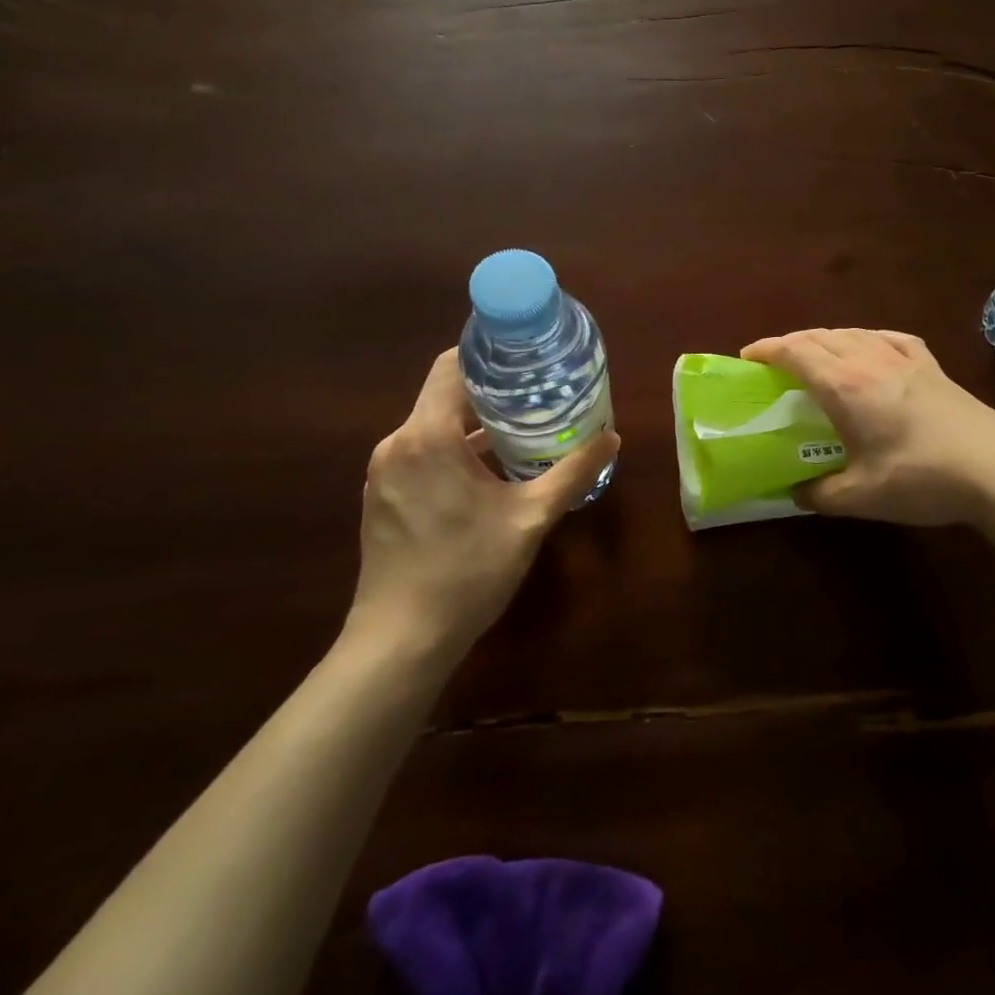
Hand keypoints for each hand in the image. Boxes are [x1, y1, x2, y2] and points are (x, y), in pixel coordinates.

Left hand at [351, 348, 619, 664]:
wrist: (400, 641)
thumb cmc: (467, 572)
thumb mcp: (530, 519)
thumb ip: (572, 473)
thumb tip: (612, 438)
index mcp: (427, 436)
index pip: (451, 366)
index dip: (488, 353)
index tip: (526, 353)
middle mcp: (397, 443)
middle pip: (444, 395)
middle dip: (491, 390)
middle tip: (539, 390)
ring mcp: (384, 472)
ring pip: (432, 426)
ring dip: (473, 423)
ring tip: (522, 426)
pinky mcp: (382, 496)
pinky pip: (421, 453)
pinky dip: (454, 449)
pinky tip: (489, 470)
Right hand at [740, 328, 994, 527]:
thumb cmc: (921, 478)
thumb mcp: (861, 497)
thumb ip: (820, 495)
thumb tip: (797, 493)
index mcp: (845, 384)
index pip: (795, 352)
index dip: (767, 349)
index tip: (746, 358)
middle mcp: (870, 359)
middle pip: (820, 336)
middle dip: (790, 343)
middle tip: (773, 362)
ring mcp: (905, 358)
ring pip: (852, 333)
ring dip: (825, 338)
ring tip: (814, 356)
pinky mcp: (931, 365)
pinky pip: (888, 337)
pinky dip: (866, 338)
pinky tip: (870, 347)